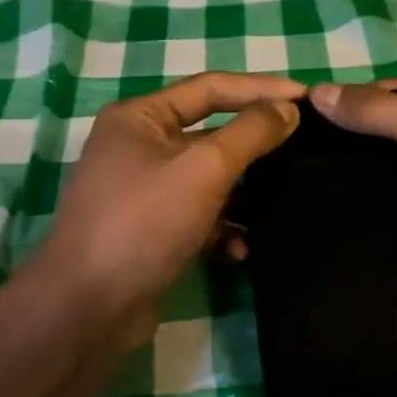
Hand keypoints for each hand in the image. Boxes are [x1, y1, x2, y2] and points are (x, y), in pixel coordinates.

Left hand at [35, 72, 304, 334]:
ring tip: (282, 202)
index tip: (307, 98)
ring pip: (208, 180)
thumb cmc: (144, 222)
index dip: (261, 89)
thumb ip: (250, 134)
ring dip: (243, 194)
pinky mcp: (151, 232)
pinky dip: (222, 231)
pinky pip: (198, 218)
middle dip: (255, 145)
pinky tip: (240, 251)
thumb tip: (287, 109)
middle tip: (306, 149)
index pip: (211, 87)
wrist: (88, 308)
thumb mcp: (204, 168)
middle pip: (210, 134)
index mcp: (140, 117)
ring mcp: (143, 192)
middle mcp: (138, 147)